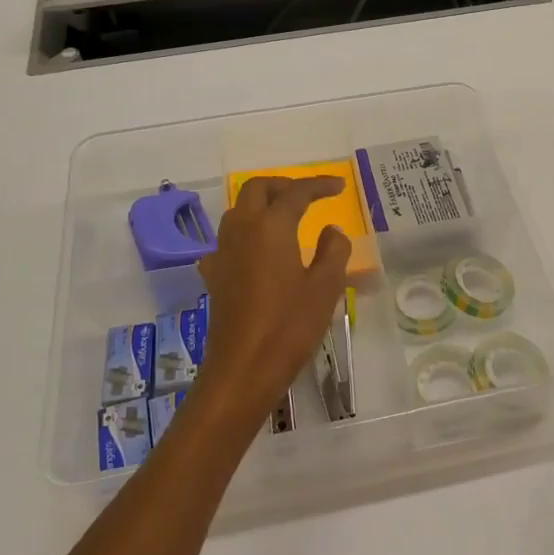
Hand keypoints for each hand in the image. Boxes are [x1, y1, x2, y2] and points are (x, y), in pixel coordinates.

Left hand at [195, 176, 350, 420]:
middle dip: (284, 185)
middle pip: (257, 189)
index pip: (296, 193)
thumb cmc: (289, 326)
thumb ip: (333, 251)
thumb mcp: (325, 287)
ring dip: (262, 204)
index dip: (319, 185)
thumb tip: (332, 230)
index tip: (338, 187)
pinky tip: (257, 250)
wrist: (242, 370)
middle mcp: (242, 230)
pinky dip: (246, 232)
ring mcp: (223, 252)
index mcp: (271, 227)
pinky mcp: (215, 275)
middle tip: (309, 195)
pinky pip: (228, 239)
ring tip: (287, 216)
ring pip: (239, 210)